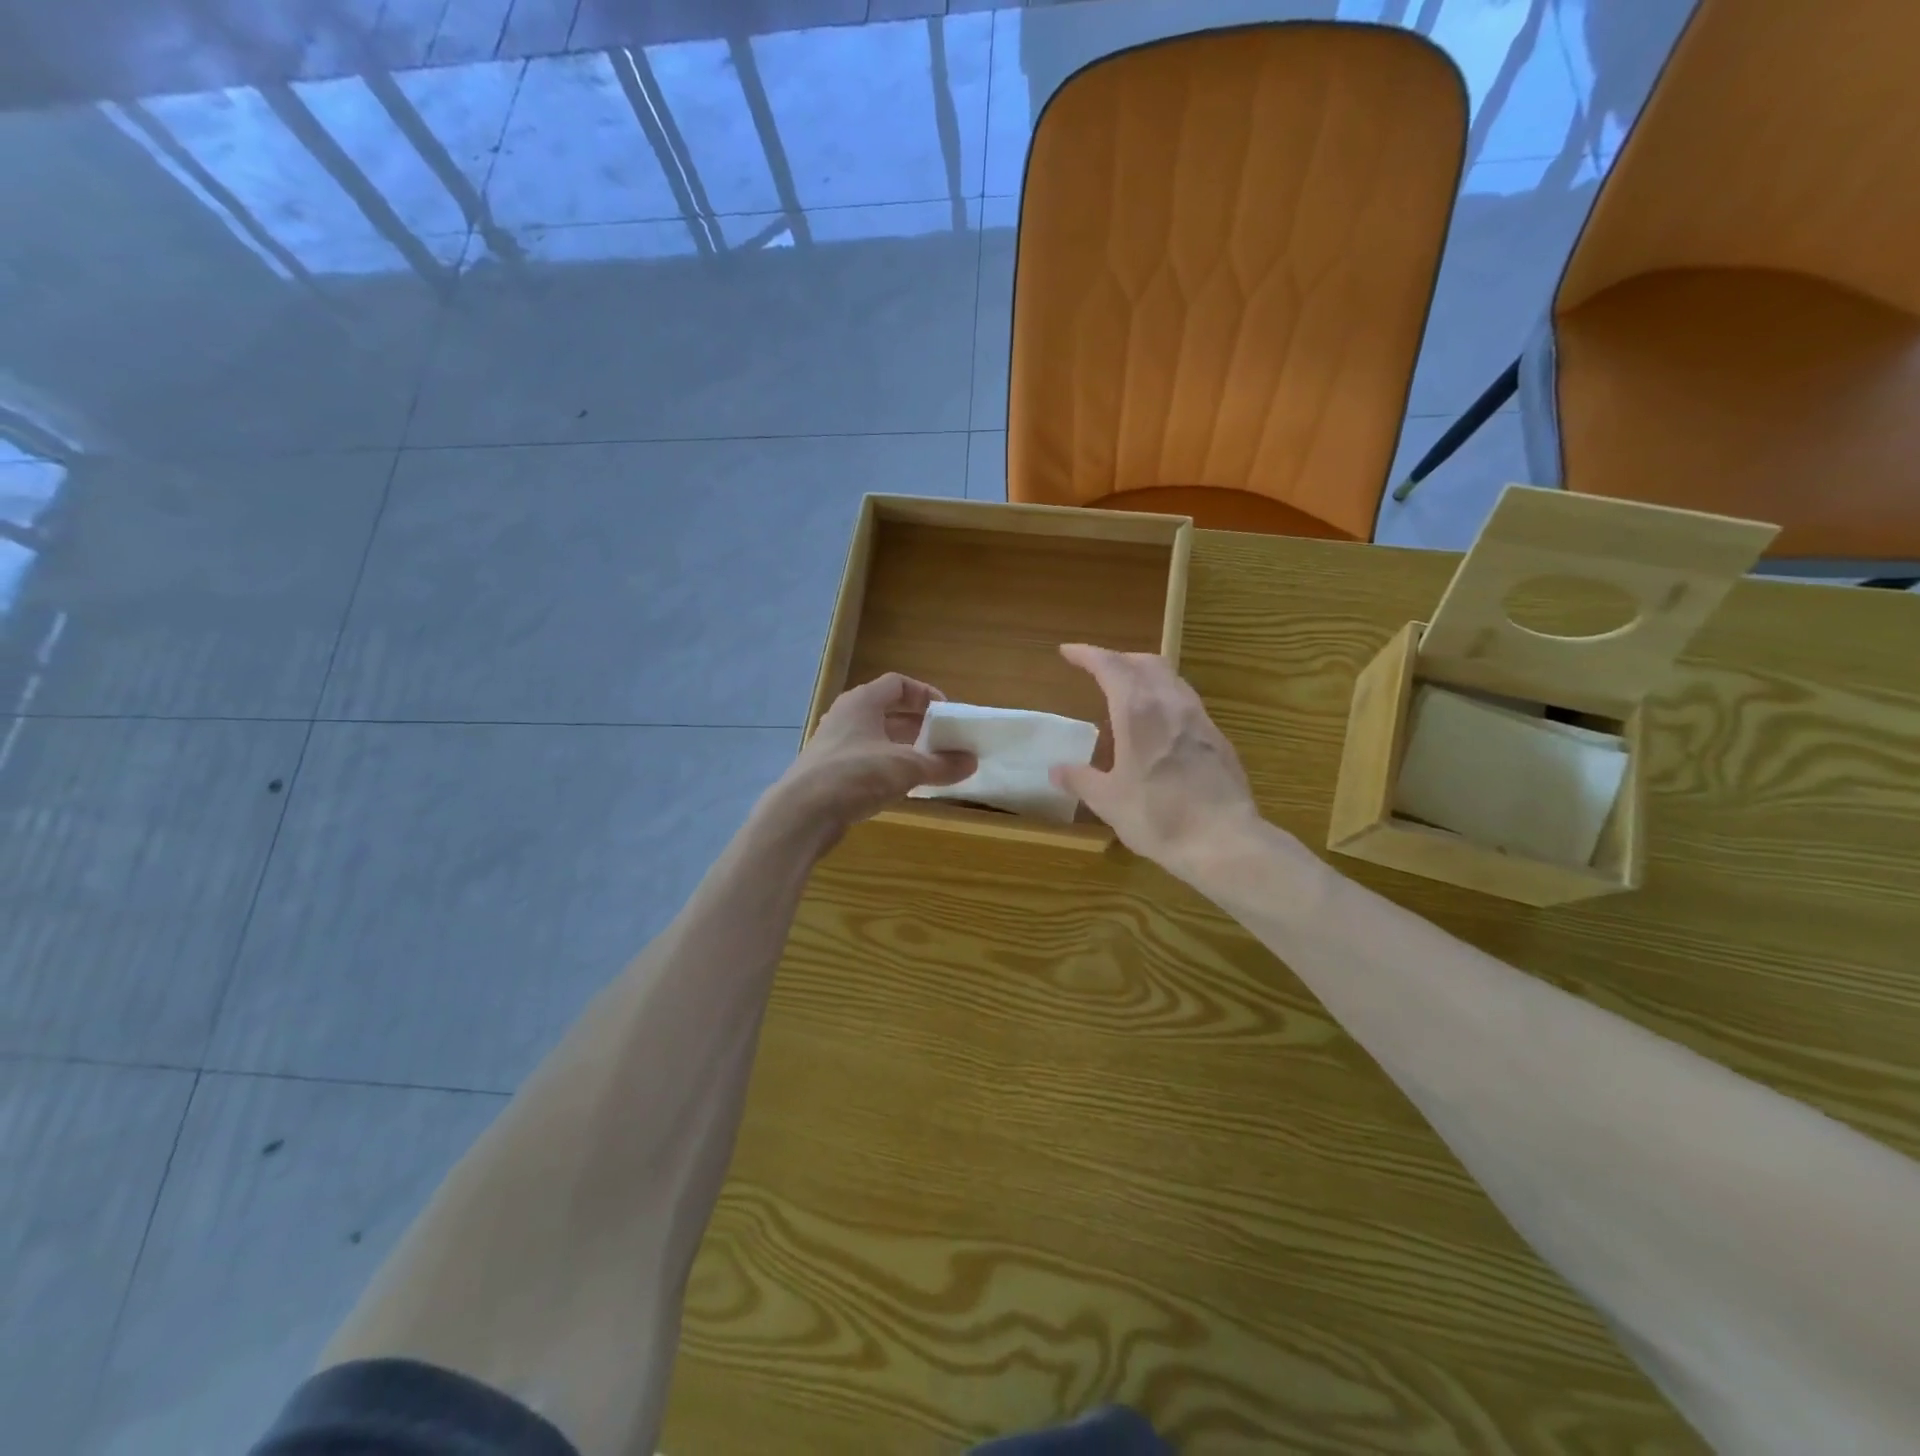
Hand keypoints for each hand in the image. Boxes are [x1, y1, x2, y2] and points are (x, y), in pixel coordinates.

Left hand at [770, 673, 974, 844]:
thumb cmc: (856, 775)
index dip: (924, 694)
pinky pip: (864, 761)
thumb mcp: (907, 767)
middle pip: (886, 711)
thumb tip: (971, 761)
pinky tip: (902, 787)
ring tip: (928, 764)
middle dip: (917, 724)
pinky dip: (886, 767)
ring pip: (875, 738)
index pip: (897, 684)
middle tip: (942, 740)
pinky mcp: (828, 772)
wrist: (802, 813)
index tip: (946, 713)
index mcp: (862, 702)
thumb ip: (941, 763)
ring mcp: (834, 745)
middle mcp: (845, 717)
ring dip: (902, 748)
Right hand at [1051, 643, 1261, 880]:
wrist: (1224, 840)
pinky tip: (1160, 725)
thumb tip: (1056, 770)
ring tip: (1128, 693)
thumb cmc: (1157, 816)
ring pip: (1171, 678)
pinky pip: (1187, 702)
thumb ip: (1080, 780)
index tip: (1068, 652)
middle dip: (1119, 659)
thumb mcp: (1108, 801)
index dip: (1087, 654)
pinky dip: (1165, 698)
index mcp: (1137, 710)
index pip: (1109, 665)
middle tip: (1099, 670)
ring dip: (1145, 675)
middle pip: (1145, 662)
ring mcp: (1200, 718)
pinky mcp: (1218, 738)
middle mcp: (1170, 703)